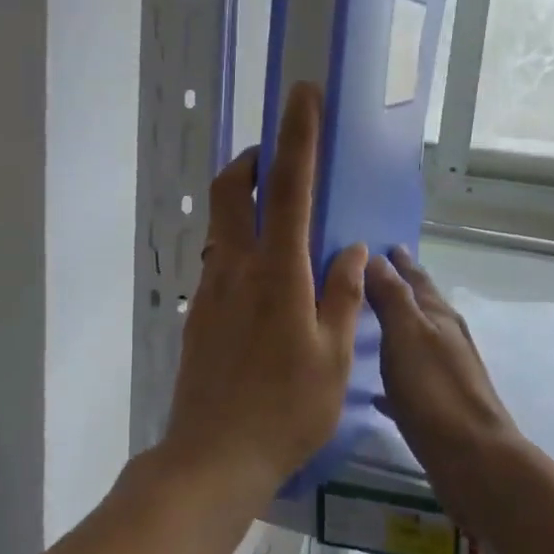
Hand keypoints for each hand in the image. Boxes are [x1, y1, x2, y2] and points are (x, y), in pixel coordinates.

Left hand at [160, 84, 368, 496]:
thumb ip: (343, 294)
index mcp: (277, 273)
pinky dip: (239, 243)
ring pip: (220, 224)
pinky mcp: (199, 313)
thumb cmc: (286, 409)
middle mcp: (236, 268)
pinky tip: (265, 277)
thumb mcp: (333, 357)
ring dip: (243, 201)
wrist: (214, 457)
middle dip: (252, 160)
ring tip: (277, 215)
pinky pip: (218, 259)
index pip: (289, 188)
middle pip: (231, 190)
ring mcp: (211, 290)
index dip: (296, 136)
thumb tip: (353, 249)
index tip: (302, 95)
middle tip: (278, 160)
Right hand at [366, 247, 519, 467]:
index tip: (386, 245)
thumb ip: (393, 297)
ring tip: (373, 323)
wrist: (472, 458)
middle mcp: (446, 340)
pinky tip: (377, 391)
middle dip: (401, 290)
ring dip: (398, 328)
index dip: (401, 263)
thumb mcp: (407, 335)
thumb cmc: (434, 390)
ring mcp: (444, 374)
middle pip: (421, 307)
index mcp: (439, 318)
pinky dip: (394, 378)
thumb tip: (378, 258)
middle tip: (376, 276)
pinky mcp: (438, 408)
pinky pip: (410, 383)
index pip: (417, 280)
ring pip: (417, 342)